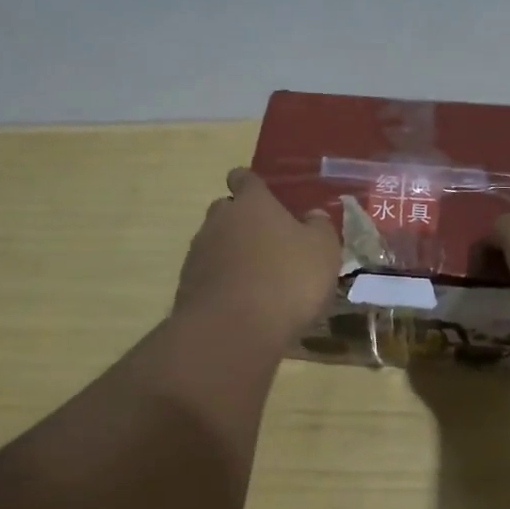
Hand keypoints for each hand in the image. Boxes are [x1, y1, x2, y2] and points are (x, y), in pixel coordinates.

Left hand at [174, 168, 340, 344]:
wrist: (233, 330)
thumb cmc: (287, 280)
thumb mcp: (323, 251)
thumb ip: (320, 228)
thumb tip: (312, 215)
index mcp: (252, 204)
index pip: (244, 179)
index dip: (251, 184)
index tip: (261, 194)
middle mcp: (219, 221)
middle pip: (226, 211)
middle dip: (241, 221)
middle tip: (267, 241)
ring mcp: (198, 254)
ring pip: (214, 244)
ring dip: (231, 255)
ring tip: (256, 279)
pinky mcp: (187, 287)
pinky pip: (208, 276)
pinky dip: (222, 283)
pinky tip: (241, 304)